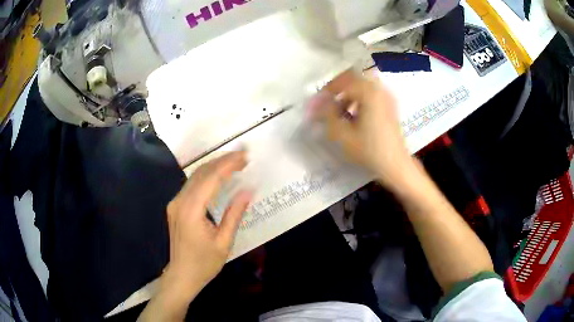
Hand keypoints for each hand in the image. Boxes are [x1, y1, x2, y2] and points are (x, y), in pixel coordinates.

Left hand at [165, 151, 251, 293]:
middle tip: (243, 156)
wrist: (181, 276)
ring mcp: (175, 203)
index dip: (228, 165)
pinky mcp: (175, 207)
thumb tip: (248, 191)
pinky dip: (206, 177)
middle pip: (201, 173)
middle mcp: (180, 202)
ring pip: (195, 176)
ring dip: (214, 166)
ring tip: (234, 162)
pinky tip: (218, 176)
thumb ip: (234, 214)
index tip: (245, 157)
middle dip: (222, 161)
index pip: (211, 179)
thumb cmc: (204, 263)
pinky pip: (191, 185)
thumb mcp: (224, 242)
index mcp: (191, 210)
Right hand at [313, 70, 413, 188]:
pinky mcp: (390, 104)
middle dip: (337, 88)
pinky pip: (370, 92)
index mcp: (368, 92)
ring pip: (361, 84)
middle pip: (352, 78)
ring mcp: (386, 95)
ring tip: (340, 110)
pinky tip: (354, 114)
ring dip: (348, 93)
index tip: (316, 103)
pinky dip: (359, 98)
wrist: (396, 164)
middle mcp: (378, 89)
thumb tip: (315, 103)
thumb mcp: (343, 134)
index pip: (341, 83)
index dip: (326, 91)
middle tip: (327, 102)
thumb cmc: (370, 150)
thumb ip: (327, 115)